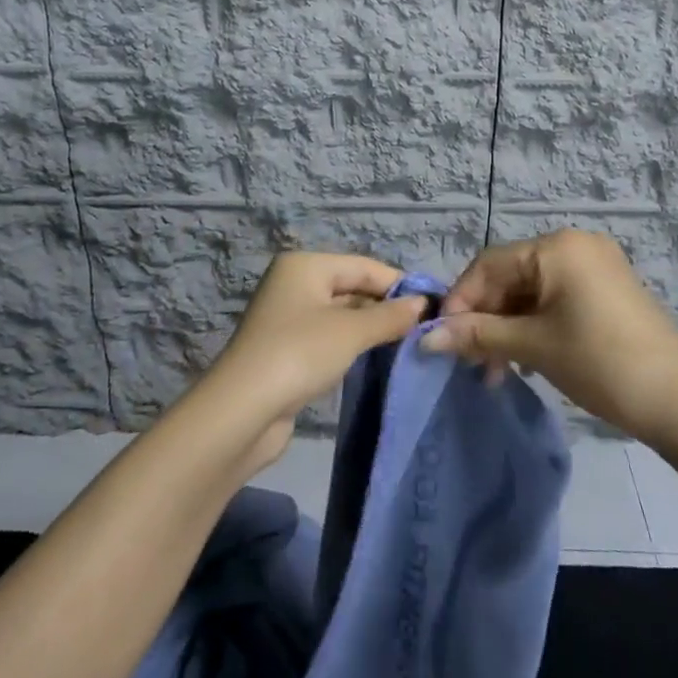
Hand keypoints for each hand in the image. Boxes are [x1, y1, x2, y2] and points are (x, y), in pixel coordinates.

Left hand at [203, 252, 427, 469]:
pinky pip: (329, 337)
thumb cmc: (299, 354)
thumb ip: (390, 316)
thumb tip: (423, 304)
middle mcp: (294, 283)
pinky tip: (375, 358)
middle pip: (352, 287)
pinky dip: (351, 344)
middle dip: (385, 306)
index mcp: (305, 265)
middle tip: (424, 328)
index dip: (399, 284)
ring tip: (407, 343)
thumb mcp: (351, 331)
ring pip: (341, 314)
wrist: (243, 412)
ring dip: (371, 327)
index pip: (364, 266)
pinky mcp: (286, 349)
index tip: (434, 306)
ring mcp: (288, 317)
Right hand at [424, 230, 677, 443]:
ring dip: (508, 326)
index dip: (461, 300)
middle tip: (472, 363)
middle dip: (486, 318)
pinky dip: (534, 325)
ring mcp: (595, 266)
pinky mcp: (606, 290)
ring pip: (531, 291)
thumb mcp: (533, 346)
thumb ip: (478, 334)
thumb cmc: (600, 362)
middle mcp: (574, 245)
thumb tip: (427, 336)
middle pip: (510, 276)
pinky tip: (526, 358)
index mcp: (556, 246)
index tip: (444, 339)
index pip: (489, 264)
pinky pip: (555, 298)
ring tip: (497, 370)